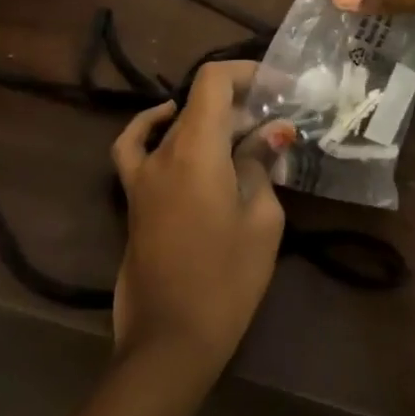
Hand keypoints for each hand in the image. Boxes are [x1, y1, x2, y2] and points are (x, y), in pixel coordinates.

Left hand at [109, 62, 291, 376]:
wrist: (170, 342)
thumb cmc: (226, 280)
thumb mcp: (261, 219)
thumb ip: (261, 165)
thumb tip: (270, 133)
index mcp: (197, 150)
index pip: (213, 81)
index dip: (248, 73)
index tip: (281, 89)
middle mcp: (164, 152)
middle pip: (201, 102)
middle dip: (242, 101)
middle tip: (278, 121)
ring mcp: (142, 175)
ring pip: (179, 123)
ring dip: (213, 118)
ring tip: (243, 130)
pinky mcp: (134, 198)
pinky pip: (134, 147)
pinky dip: (150, 126)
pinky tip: (170, 124)